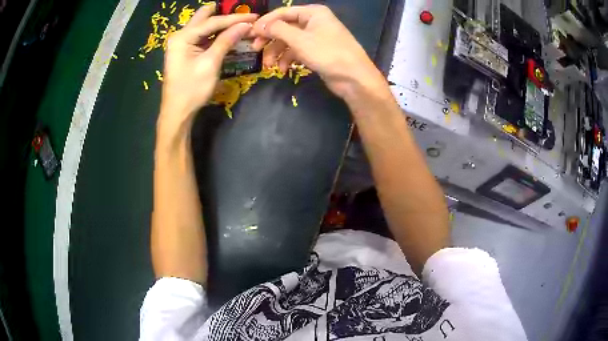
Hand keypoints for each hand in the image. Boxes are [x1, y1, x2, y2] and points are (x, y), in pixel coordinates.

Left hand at [160, 3, 257, 131]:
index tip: (254, 15)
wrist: (178, 112)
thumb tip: (245, 25)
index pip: (212, 22)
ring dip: (221, 24)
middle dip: (224, 14)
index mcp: (183, 37)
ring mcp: (181, 43)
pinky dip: (215, 34)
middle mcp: (180, 36)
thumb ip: (226, 40)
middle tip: (243, 13)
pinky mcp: (185, 51)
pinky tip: (228, 33)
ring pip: (204, 25)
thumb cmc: (192, 89)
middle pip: (204, 17)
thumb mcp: (211, 63)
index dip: (235, 18)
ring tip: (240, 22)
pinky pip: (202, 36)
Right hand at [251, 5, 387, 101]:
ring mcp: (315, 37)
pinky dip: (288, 59)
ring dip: (277, 52)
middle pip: (284, 27)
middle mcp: (314, 21)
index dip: (265, 22)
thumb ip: (277, 30)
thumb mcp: (300, 40)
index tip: (250, 34)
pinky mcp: (316, 51)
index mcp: (313, 12)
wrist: (354, 78)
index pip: (283, 12)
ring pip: (289, 40)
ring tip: (269, 66)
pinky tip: (283, 69)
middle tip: (255, 49)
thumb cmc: (328, 53)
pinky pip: (297, 51)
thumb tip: (259, 25)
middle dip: (270, 39)